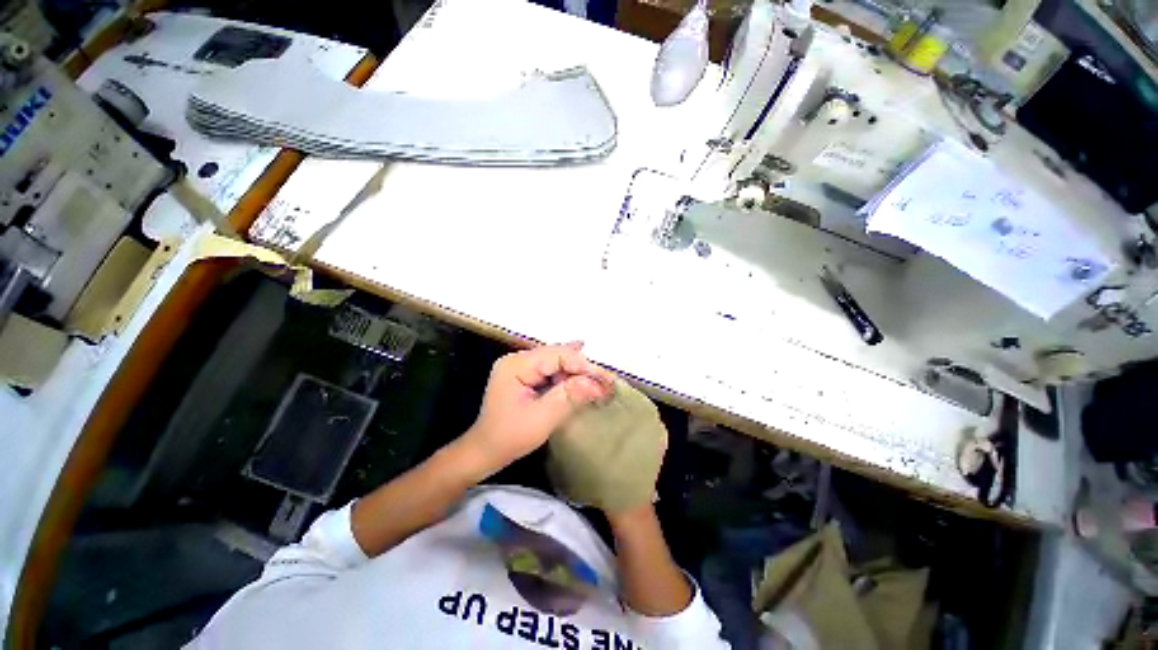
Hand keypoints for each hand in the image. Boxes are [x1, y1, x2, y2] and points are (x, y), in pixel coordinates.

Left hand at [461, 342, 614, 476]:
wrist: (485, 451)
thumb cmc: (510, 436)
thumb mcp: (543, 417)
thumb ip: (570, 396)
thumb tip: (598, 383)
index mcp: (516, 365)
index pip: (557, 355)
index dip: (583, 365)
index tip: (606, 378)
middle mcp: (517, 359)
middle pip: (557, 355)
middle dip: (582, 367)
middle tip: (606, 379)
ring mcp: (519, 367)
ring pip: (555, 361)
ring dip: (576, 370)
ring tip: (598, 378)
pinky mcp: (523, 376)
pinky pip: (550, 370)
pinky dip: (567, 374)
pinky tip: (581, 371)